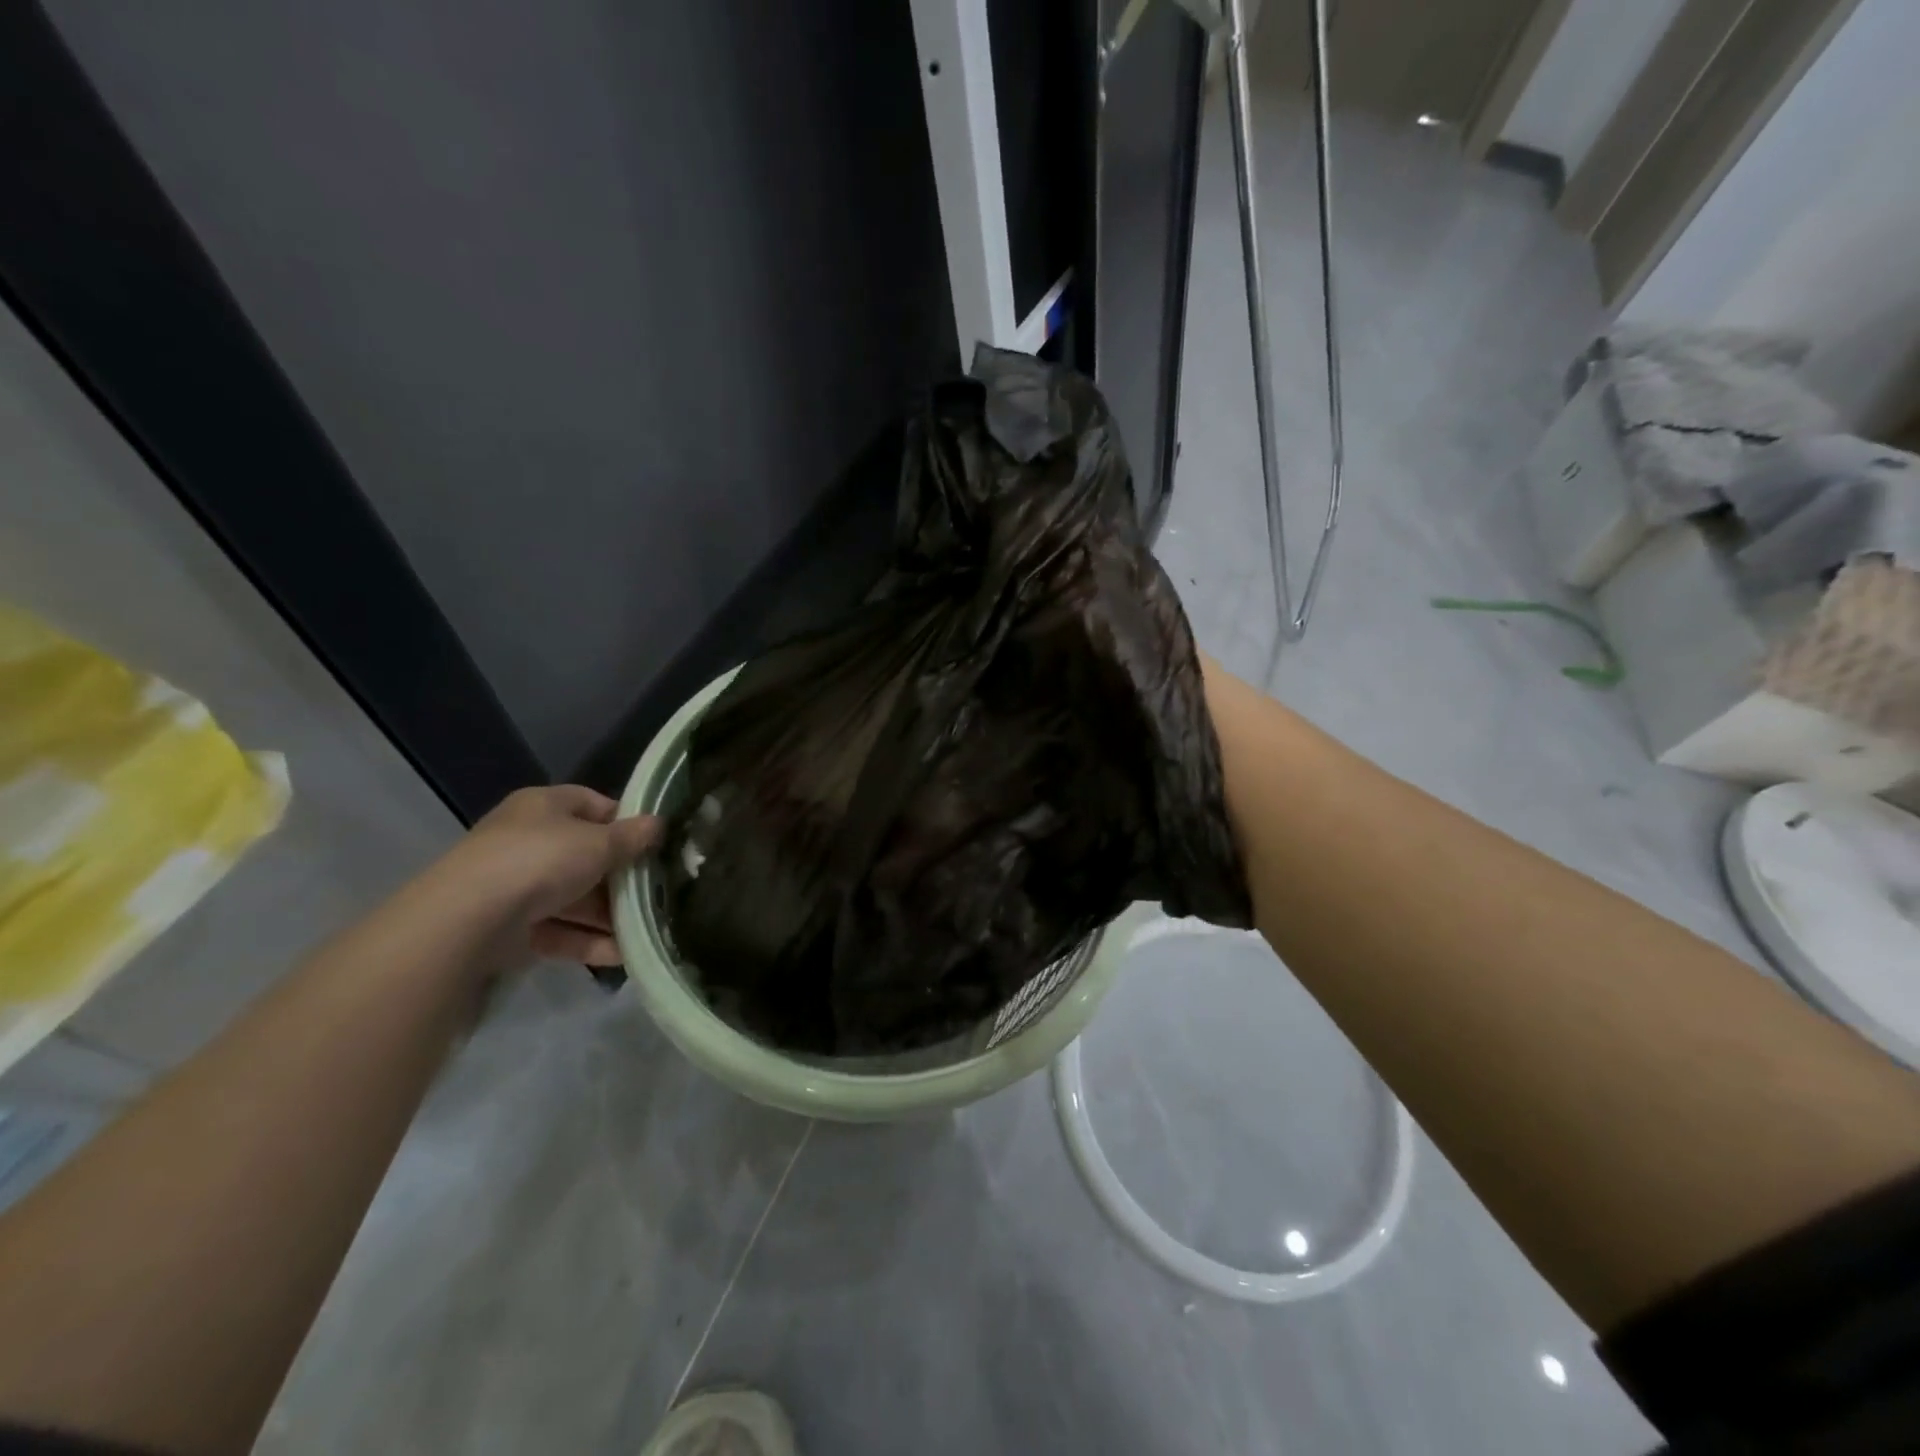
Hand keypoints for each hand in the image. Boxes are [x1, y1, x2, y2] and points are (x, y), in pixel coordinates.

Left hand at [435, 785, 661, 964]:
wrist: (468, 920)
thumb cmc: (541, 860)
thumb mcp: (598, 842)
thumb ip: (632, 837)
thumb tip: (660, 825)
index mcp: (544, 807)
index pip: (592, 804)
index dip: (625, 821)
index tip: (654, 842)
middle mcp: (528, 841)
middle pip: (586, 856)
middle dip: (622, 876)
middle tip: (659, 891)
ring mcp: (518, 886)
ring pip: (575, 897)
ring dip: (611, 915)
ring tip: (649, 929)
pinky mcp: (513, 928)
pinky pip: (560, 931)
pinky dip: (589, 941)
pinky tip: (623, 954)